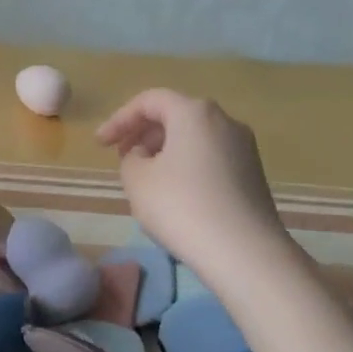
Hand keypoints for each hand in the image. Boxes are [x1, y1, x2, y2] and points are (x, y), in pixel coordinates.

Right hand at [96, 89, 288, 268]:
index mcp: (195, 113)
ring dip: (164, 151)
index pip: (150, 100)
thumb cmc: (181, 207)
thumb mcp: (136, 181)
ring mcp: (244, 147)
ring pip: (194, 137)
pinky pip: (209, 157)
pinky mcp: (252, 174)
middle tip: (120, 158)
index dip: (119, 119)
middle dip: (143, 133)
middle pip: (175, 115)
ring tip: (144, 179)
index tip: (100, 145)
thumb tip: (145, 156)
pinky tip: (174, 194)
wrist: (243, 251)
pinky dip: (185, 165)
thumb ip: (130, 159)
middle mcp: (225, 121)